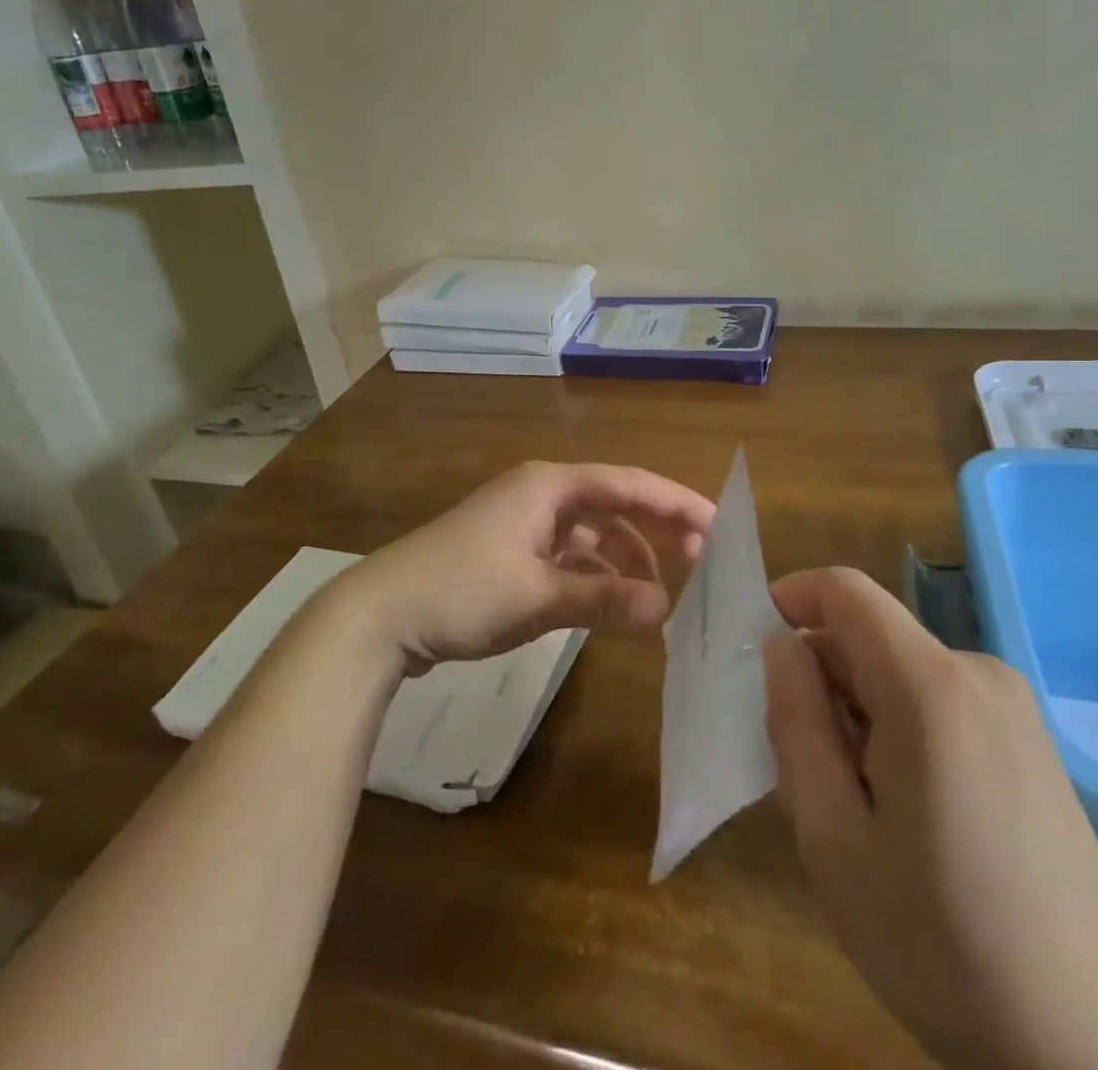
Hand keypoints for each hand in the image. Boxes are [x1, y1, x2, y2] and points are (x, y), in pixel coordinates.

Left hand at [323, 461, 715, 673]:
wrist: (380, 615)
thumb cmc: (460, 591)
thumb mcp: (536, 596)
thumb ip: (603, 598)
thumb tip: (667, 606)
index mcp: (549, 486)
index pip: (628, 483)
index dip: (675, 502)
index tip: (717, 524)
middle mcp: (541, 495)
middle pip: (614, 502)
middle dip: (657, 528)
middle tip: (701, 559)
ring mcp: (524, 523)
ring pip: (592, 533)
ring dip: (625, 557)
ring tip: (658, 593)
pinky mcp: (512, 552)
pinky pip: (569, 555)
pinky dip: (594, 574)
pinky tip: (611, 601)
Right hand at [763, 567, 1097, 1069]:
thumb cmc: (944, 943)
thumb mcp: (833, 839)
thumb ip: (795, 723)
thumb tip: (781, 646)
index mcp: (928, 686)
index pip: (844, 590)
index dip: (790, 599)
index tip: (754, 651)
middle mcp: (976, 672)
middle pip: (870, 636)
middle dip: (820, 679)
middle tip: (800, 767)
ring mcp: (1011, 704)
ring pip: (898, 671)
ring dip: (856, 711)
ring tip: (853, 806)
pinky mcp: (1028, 737)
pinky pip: (936, 700)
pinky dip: (897, 728)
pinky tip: (903, 813)